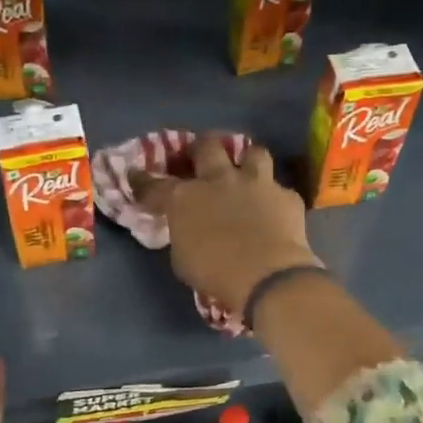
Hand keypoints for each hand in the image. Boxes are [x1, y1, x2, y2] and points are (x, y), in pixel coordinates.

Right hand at [132, 137, 322, 314]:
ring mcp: (256, 183)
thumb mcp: (182, 258)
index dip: (143, 181)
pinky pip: (279, 188)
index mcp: (185, 198)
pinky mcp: (286, 196)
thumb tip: (186, 228)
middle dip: (199, 148)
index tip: (136, 176)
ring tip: (244, 172)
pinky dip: (273, 198)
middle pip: (206, 146)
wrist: (267, 276)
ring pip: (252, 152)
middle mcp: (219, 180)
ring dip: (246, 161)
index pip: (154, 185)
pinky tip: (273, 210)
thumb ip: (182, 234)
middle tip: (198, 157)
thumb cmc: (215, 273)